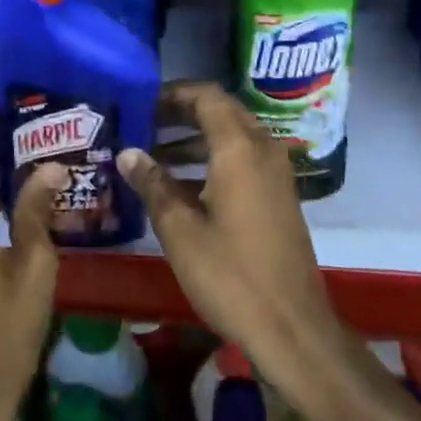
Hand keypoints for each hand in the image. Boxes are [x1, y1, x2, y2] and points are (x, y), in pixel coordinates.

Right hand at [117, 82, 347, 390]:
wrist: (293, 327)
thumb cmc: (231, 275)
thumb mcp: (180, 230)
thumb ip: (153, 184)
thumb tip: (128, 153)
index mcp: (239, 148)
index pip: (206, 96)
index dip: (173, 93)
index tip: (142, 102)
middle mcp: (262, 149)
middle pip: (221, 112)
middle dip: (182, 114)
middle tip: (144, 124)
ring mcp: (275, 173)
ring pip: (232, 137)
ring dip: (195, 140)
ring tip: (153, 156)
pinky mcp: (278, 196)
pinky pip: (243, 160)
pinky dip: (212, 160)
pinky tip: (182, 187)